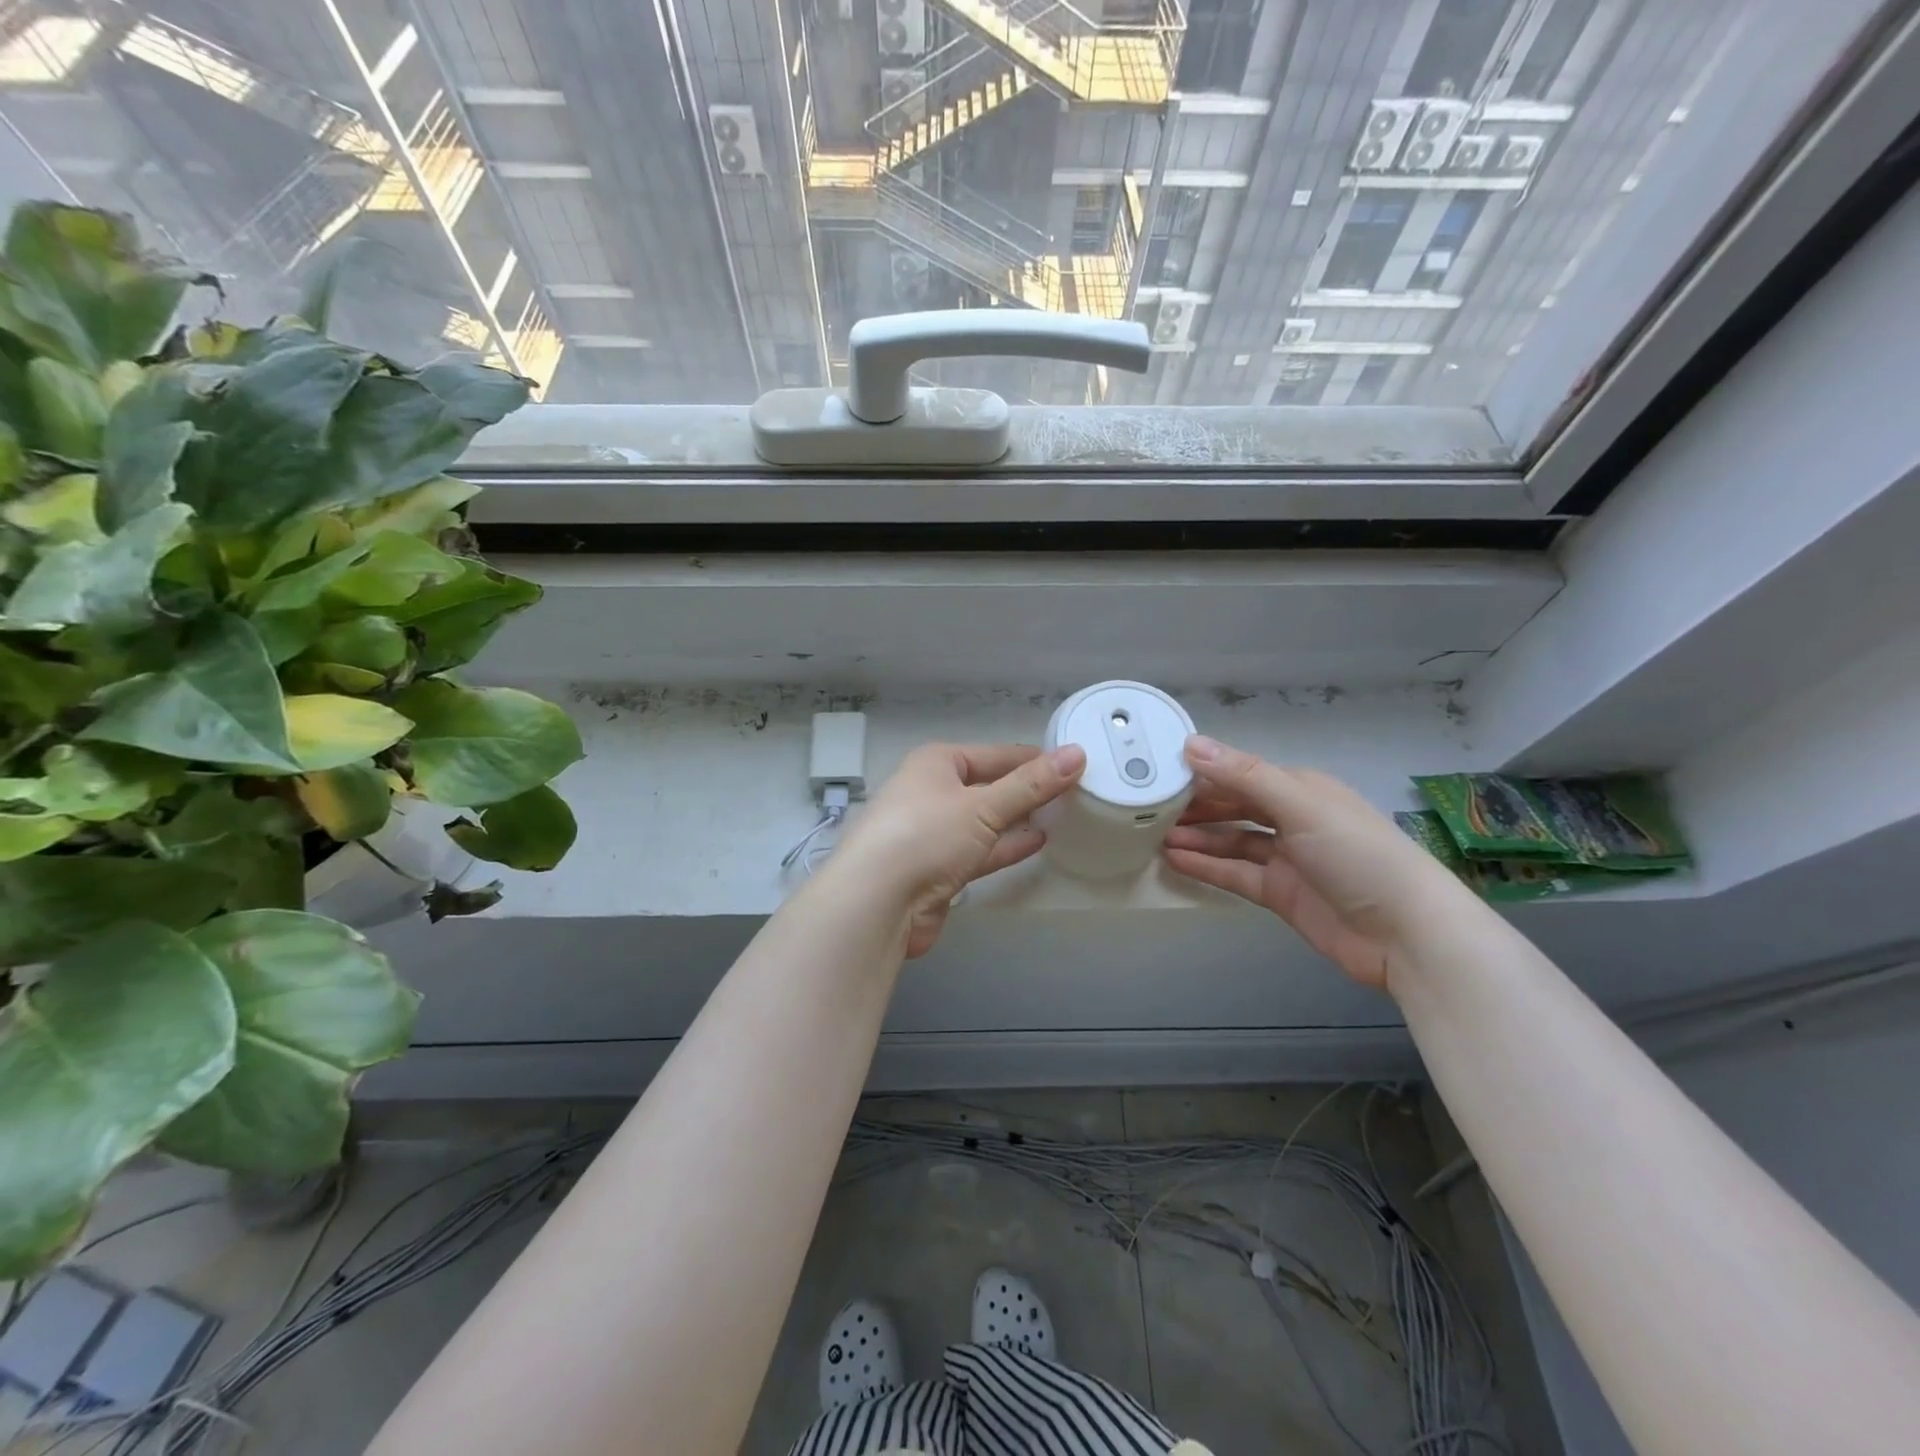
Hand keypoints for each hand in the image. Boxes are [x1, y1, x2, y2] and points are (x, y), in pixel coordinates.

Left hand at [827, 741, 1086, 957]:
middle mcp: (931, 792)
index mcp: (936, 763)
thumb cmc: (927, 835)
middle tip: (1073, 791)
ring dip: (1017, 819)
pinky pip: (979, 850)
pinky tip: (1036, 842)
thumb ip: (1032, 784)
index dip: (1031, 758)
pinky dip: (1005, 846)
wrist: (878, 902)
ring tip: (1060, 816)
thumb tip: (1076, 754)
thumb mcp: (984, 805)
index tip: (1071, 762)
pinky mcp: (937, 869)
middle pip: (988, 786)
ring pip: (984, 820)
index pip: (993, 754)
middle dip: (1025, 790)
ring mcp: (932, 832)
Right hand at [1161, 735, 1475, 992]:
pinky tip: (1175, 860)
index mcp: (1300, 789)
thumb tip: (1190, 744)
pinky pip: (1235, 873)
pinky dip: (1207, 866)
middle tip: (1149, 806)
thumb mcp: (1300, 806)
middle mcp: (1292, 819)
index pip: (1241, 774)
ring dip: (1197, 836)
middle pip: (1234, 806)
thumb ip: (1244, 776)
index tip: (1160, 772)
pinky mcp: (1281, 893)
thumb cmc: (1358, 855)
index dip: (1203, 773)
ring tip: (1153, 834)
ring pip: (1231, 840)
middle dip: (1196, 805)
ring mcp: (1286, 858)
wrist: (1407, 934)